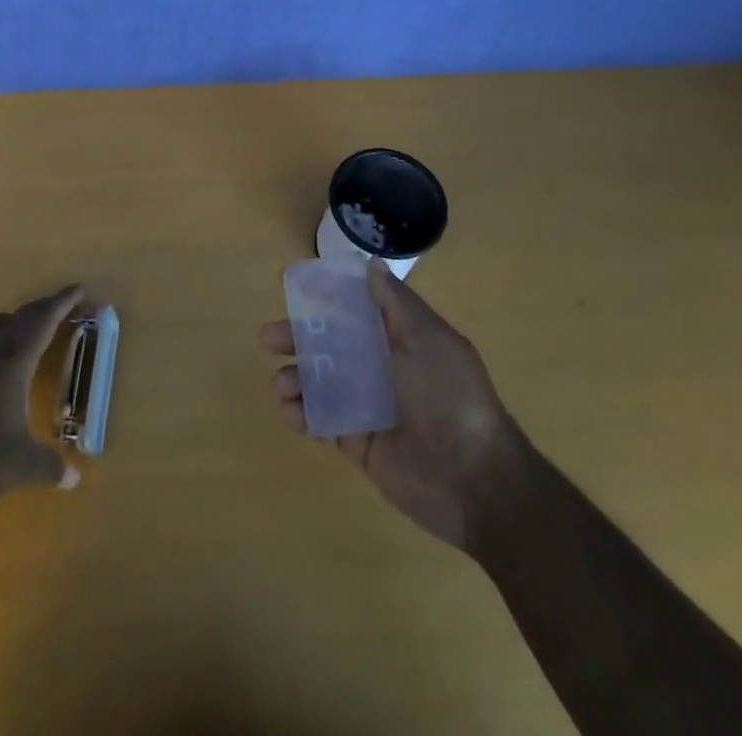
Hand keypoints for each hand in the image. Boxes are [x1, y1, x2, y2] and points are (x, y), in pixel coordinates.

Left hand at [0, 284, 84, 516]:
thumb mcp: (22, 467)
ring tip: (16, 332)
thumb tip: (74, 479)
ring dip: (4, 323)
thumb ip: (50, 467)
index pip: (42, 322)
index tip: (79, 289)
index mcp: (12, 363)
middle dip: (40, 309)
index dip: (61, 303)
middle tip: (58, 308)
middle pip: (16, 319)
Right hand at [261, 259, 530, 550]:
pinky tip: (290, 410)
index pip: (355, 311)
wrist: (474, 478)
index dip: (325, 301)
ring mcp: (367, 405)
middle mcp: (381, 367)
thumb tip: (372, 263)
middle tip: (267, 339)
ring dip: (295, 377)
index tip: (295, 294)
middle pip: (330, 345)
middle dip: (298, 339)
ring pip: (320, 382)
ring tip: (282, 384)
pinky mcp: (357, 441)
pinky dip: (302, 413)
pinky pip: (323, 420)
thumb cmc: (450, 395)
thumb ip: (396, 303)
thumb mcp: (427, 338)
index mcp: (400, 338)